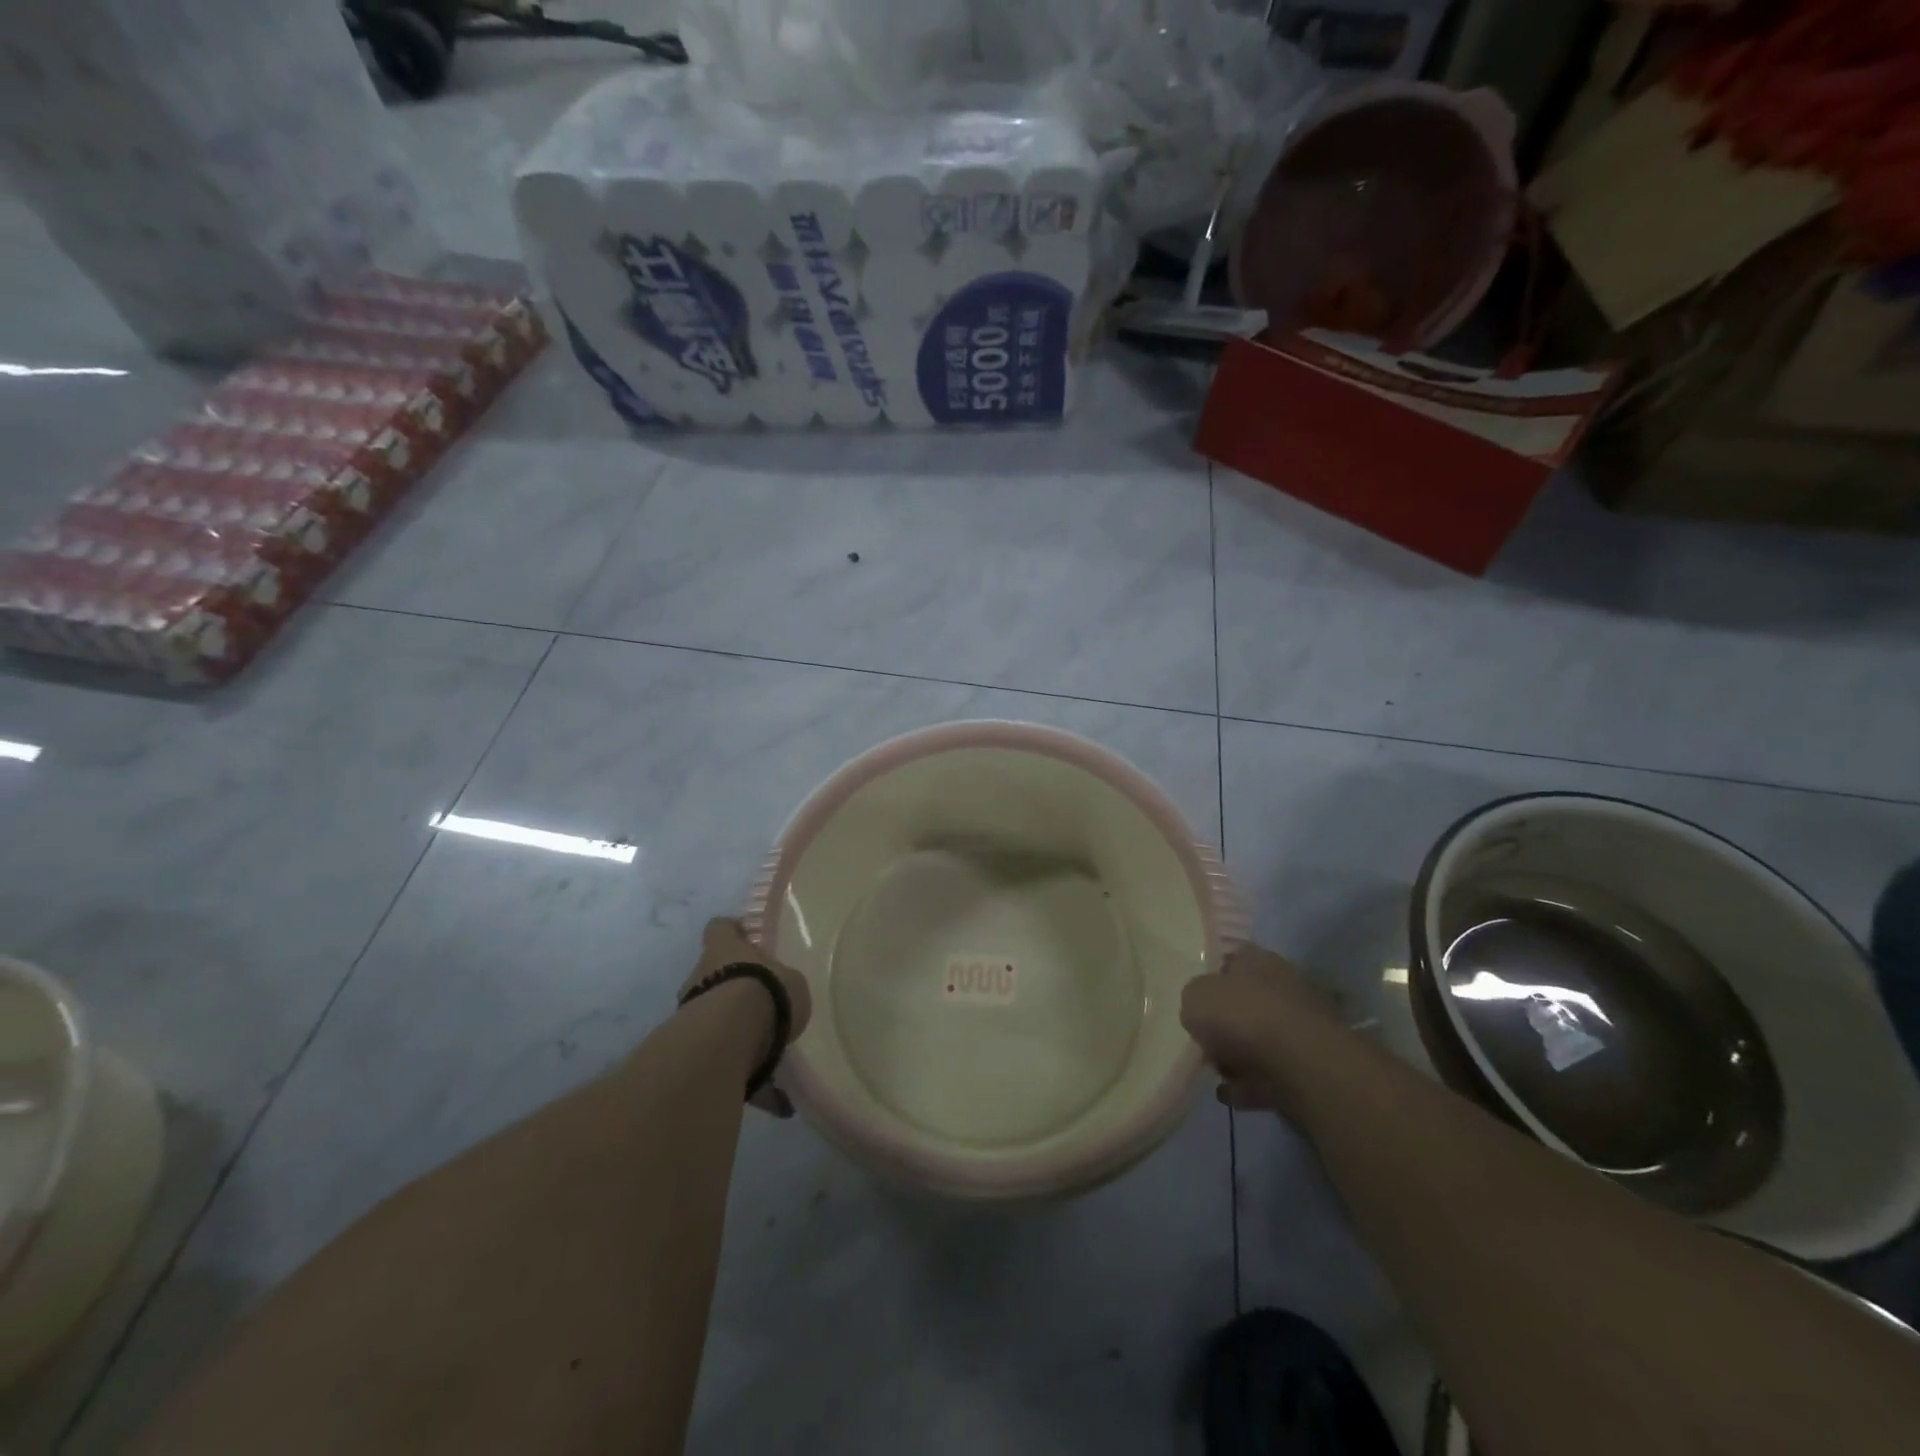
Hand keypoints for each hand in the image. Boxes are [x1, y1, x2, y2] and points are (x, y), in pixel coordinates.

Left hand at [681, 917, 812, 1117]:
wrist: (727, 1039)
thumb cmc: (765, 991)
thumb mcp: (792, 981)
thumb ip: (784, 985)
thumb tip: (783, 994)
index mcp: (725, 950)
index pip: (720, 928)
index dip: (732, 931)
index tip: (746, 939)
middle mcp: (701, 977)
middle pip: (713, 975)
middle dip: (734, 991)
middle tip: (764, 1007)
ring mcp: (689, 1015)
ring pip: (712, 1020)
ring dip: (735, 1034)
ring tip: (772, 1058)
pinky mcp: (689, 1052)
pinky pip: (721, 1060)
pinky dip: (745, 1077)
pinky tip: (775, 1099)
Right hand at [1181, 943, 1342, 1116]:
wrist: (1302, 1064)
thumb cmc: (1243, 1016)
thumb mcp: (1195, 997)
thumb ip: (1193, 999)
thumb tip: (1201, 1011)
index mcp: (1257, 960)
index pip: (1230, 962)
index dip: (1211, 980)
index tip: (1195, 1002)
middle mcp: (1283, 986)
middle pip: (1245, 1003)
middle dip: (1225, 1024)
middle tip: (1205, 1043)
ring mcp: (1300, 1027)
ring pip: (1259, 1040)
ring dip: (1238, 1058)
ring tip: (1217, 1074)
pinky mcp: (1310, 1064)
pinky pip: (1271, 1073)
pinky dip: (1251, 1085)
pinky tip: (1231, 1094)